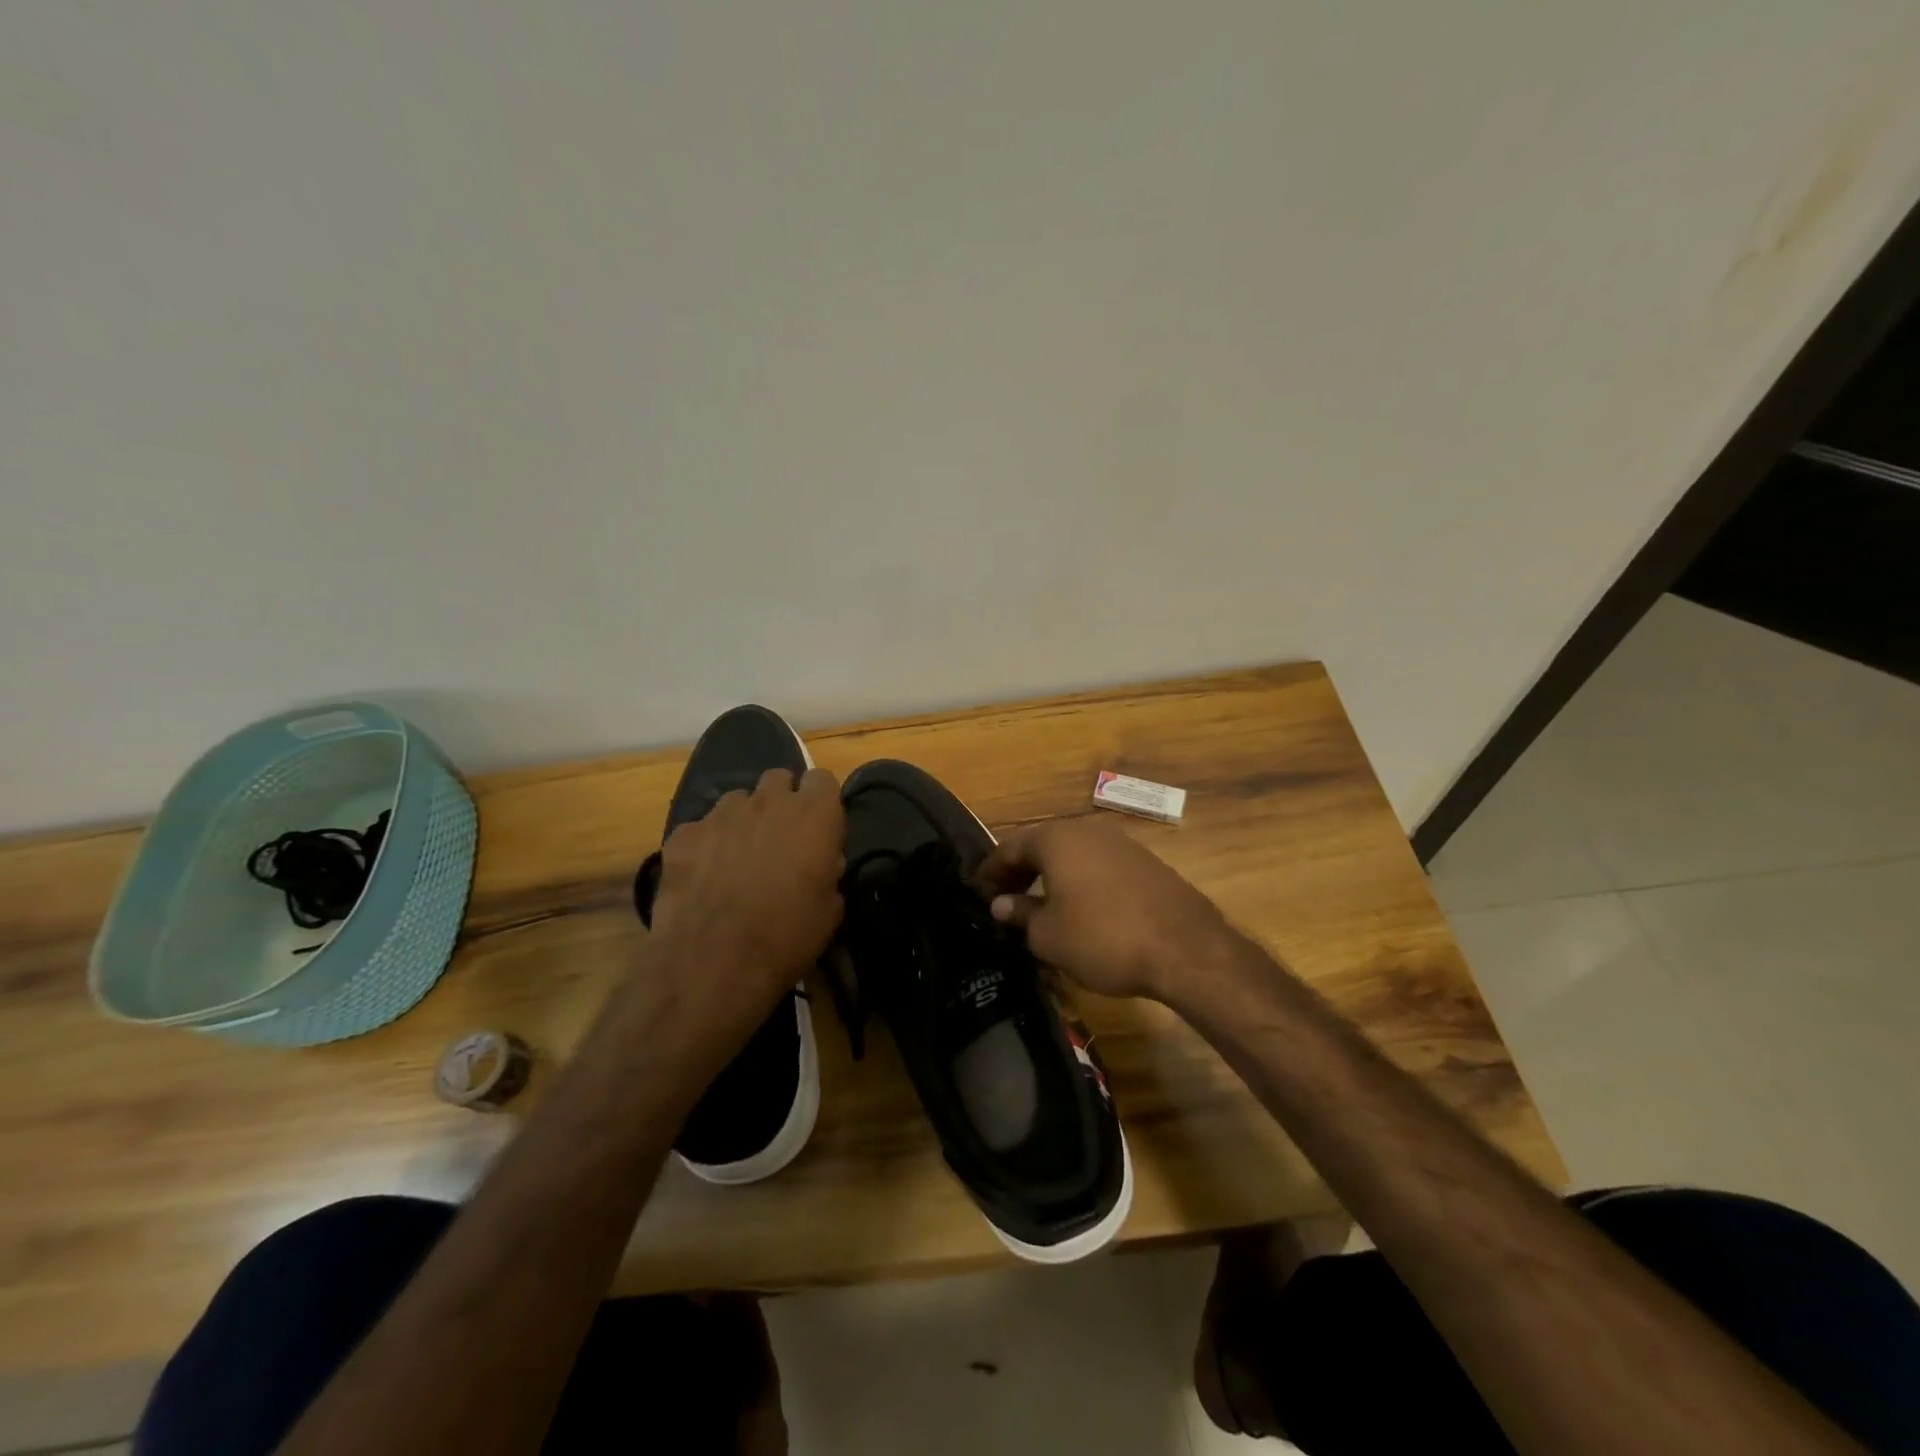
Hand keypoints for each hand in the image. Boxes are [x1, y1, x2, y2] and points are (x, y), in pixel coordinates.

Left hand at [648, 767, 845, 1044]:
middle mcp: (768, 801)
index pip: (823, 779)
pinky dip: (706, 845)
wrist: (713, 964)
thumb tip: (822, 864)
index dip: (821, 802)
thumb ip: (829, 872)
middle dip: (782, 801)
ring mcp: (721, 814)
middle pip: (778, 779)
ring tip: (738, 859)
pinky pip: (701, 828)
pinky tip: (704, 878)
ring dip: (744, 820)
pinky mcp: (683, 834)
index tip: (819, 828)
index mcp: (814, 814)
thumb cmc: (787, 937)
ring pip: (738, 800)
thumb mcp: (830, 910)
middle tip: (780, 839)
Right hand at [975, 818, 1235, 1001]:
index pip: (1009, 847)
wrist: (1185, 948)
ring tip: (1040, 905)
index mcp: (1056, 839)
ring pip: (1072, 854)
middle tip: (1004, 899)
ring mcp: (1120, 843)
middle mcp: (1086, 830)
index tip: (977, 892)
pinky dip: (1080, 881)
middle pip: (1041, 845)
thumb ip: (1020, 914)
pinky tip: (1080, 908)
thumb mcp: (1049, 935)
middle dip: (1020, 871)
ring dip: (1051, 876)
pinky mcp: (1145, 863)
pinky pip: (1098, 865)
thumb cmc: (1103, 938)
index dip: (990, 871)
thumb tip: (1001, 904)